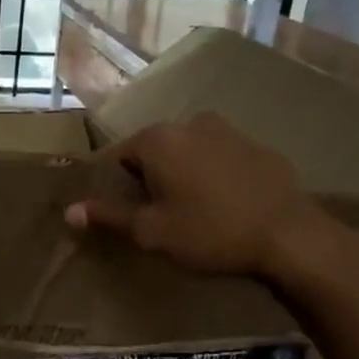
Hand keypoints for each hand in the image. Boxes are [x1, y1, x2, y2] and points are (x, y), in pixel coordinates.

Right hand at [65, 113, 358, 297]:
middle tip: (157, 216)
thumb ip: (109, 216)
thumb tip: (69, 211)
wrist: (289, 235)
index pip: (117, 157)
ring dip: (182, 175)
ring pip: (188, 152)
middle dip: (149, 179)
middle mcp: (190, 123)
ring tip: (193, 212)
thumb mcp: (151, 231)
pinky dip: (214, 176)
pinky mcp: (258, 147)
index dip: (115, 186)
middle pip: (153, 151)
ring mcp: (228, 131)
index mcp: (158, 140)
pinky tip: (225, 206)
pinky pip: (221, 158)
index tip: (124, 213)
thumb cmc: (209, 232)